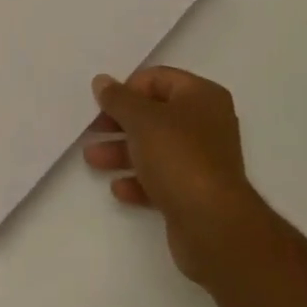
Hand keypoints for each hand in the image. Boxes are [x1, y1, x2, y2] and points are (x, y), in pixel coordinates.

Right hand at [85, 67, 267, 283]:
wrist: (213, 226)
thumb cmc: (178, 157)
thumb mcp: (141, 119)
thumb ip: (118, 98)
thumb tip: (101, 81)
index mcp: (202, 96)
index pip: (158, 79)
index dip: (127, 89)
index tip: (103, 105)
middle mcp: (207, 123)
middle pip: (154, 114)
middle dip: (120, 124)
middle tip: (93, 130)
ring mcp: (203, 160)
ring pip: (155, 147)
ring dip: (122, 151)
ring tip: (92, 160)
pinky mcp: (196, 192)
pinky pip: (162, 178)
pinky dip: (139, 180)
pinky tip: (118, 188)